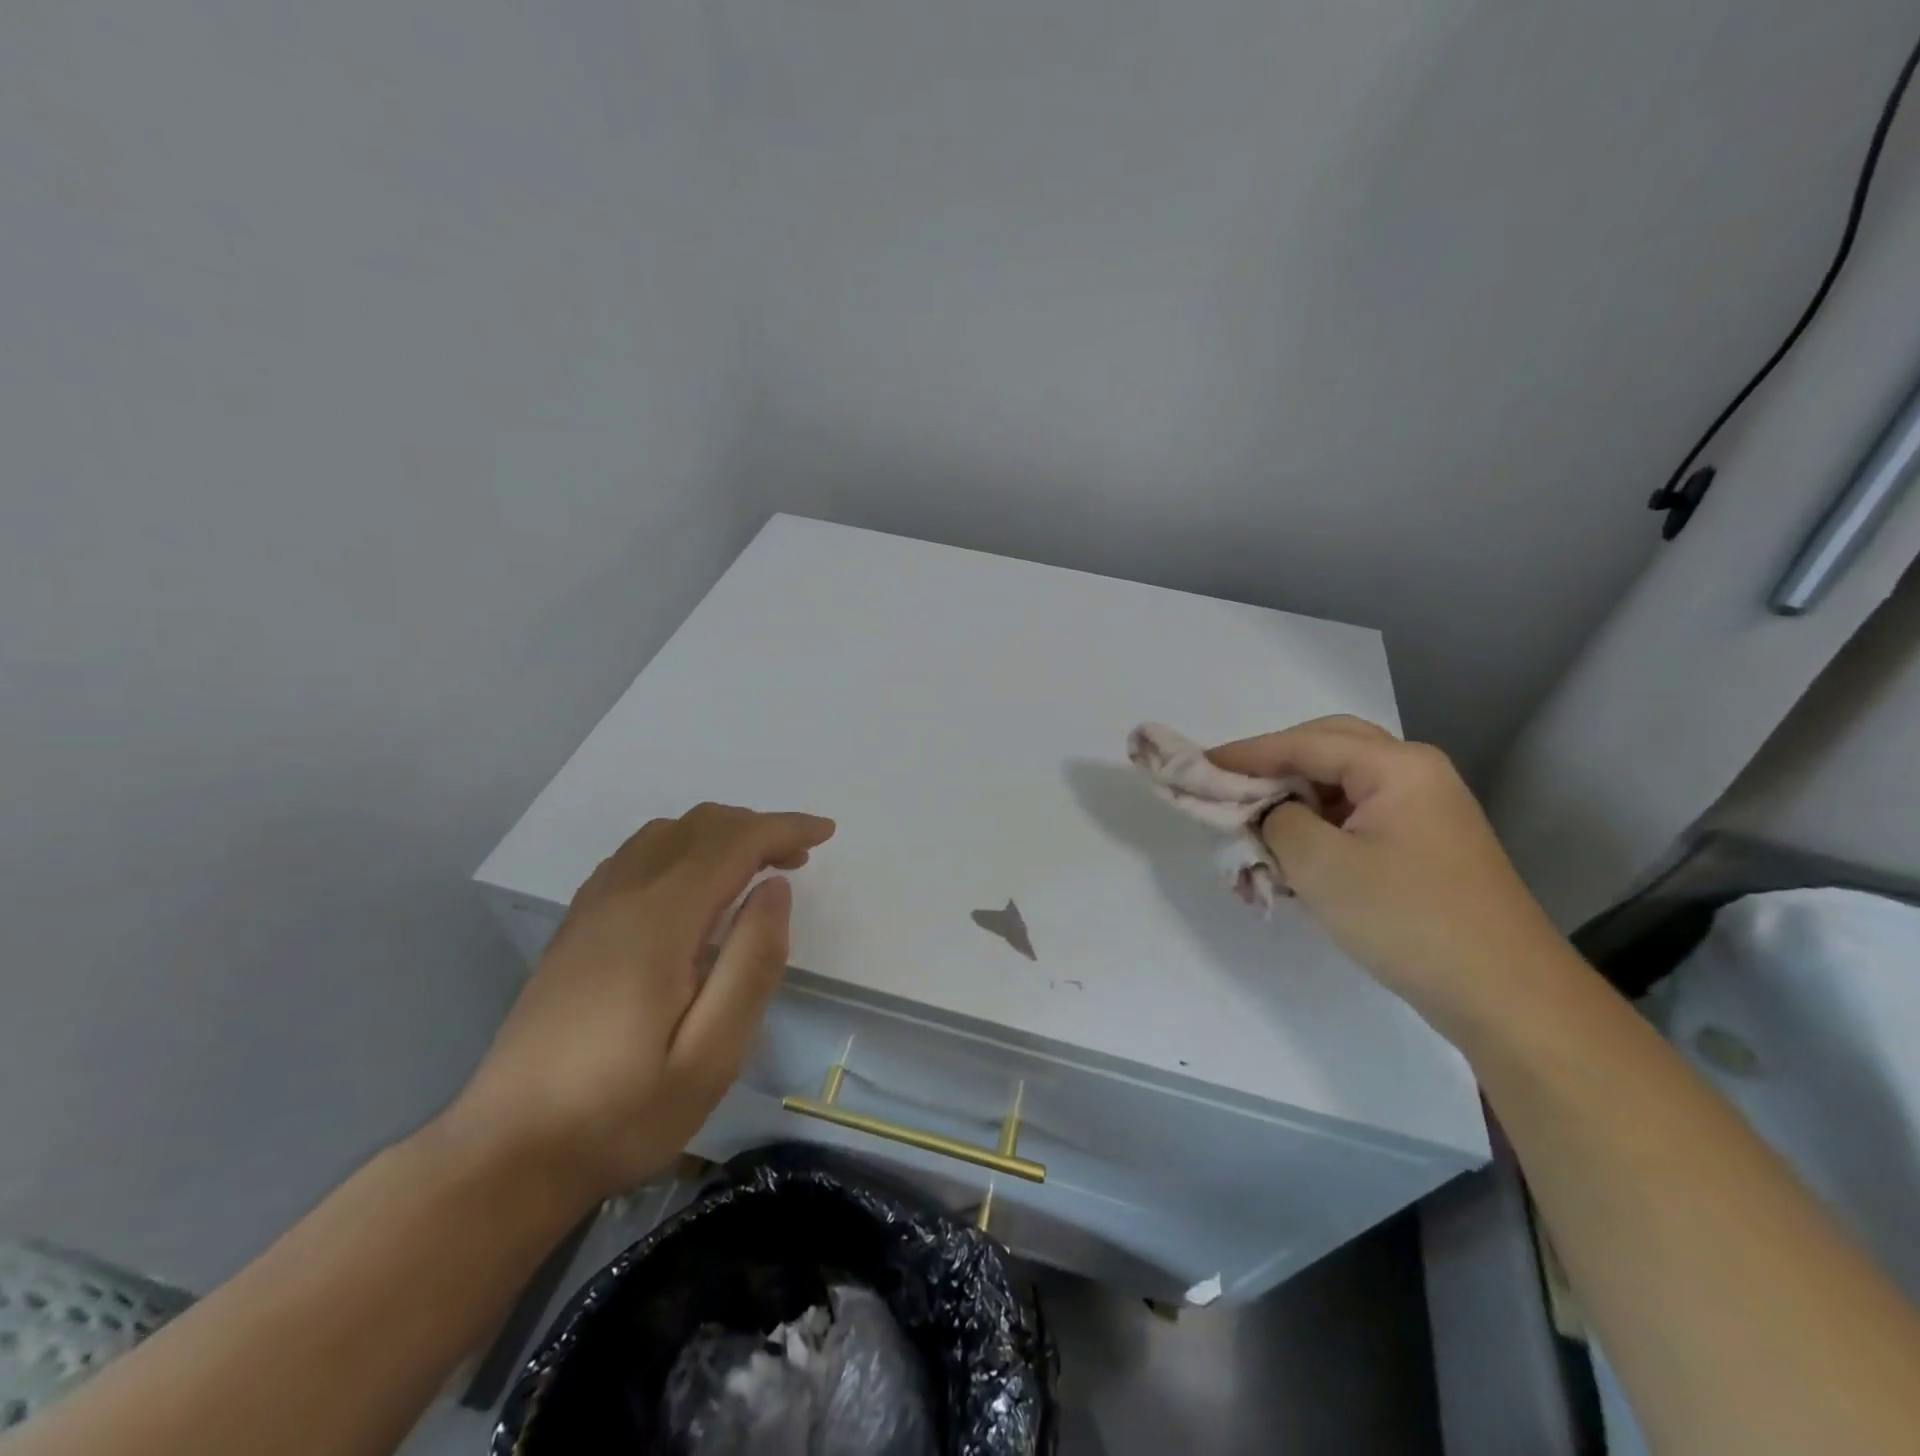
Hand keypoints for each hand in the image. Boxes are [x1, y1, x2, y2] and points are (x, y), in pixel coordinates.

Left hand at [443, 803, 834, 1208]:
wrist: (507, 1156)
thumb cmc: (623, 1113)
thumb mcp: (711, 1056)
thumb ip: (752, 964)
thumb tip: (775, 888)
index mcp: (659, 921)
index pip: (732, 843)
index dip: (784, 829)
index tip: (825, 833)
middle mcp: (621, 897)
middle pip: (698, 827)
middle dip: (757, 828)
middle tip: (799, 858)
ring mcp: (591, 909)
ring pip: (665, 834)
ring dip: (719, 834)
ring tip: (756, 867)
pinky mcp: (575, 927)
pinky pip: (636, 855)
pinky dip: (682, 847)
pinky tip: (694, 885)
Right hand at [1209, 717, 1566, 1023]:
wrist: (1505, 996)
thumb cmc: (1406, 919)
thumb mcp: (1319, 865)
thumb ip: (1275, 819)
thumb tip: (1268, 810)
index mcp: (1397, 766)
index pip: (1303, 743)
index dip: (1246, 753)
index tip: (1198, 764)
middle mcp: (1416, 774)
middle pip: (1328, 748)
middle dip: (1275, 764)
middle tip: (1231, 785)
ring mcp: (1426, 810)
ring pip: (1342, 783)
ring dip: (1296, 797)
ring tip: (1256, 821)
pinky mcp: (1425, 845)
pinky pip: (1358, 816)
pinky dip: (1320, 824)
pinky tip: (1296, 852)